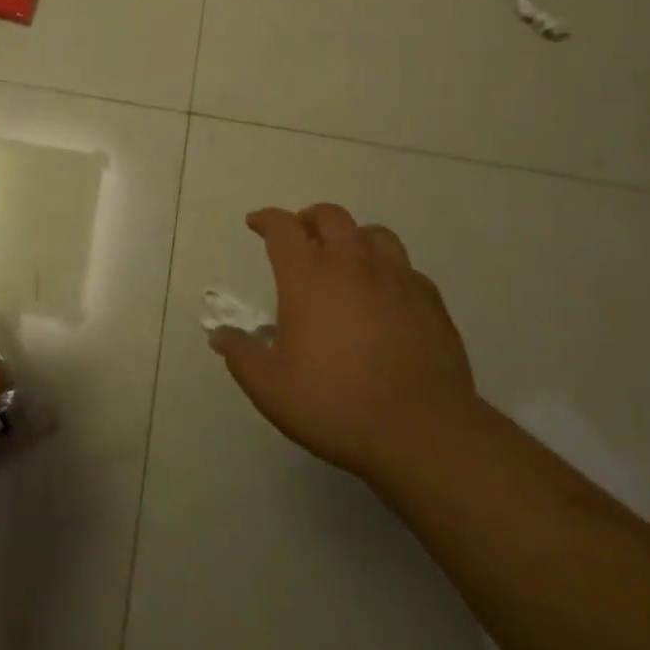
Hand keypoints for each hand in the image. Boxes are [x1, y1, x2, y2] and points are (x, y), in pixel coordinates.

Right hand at [211, 204, 478, 482]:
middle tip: (301, 237)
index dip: (266, 219)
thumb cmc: (336, 404)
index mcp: (308, 275)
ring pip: (374, 234)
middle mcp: (351, 264)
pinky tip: (387, 296)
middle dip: (310, 219)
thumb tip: (220, 335)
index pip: (282, 227)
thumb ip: (241, 355)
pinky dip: (390, 272)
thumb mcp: (271, 387)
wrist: (422, 432)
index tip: (256, 223)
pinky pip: (407, 269)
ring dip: (354, 238)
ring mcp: (396, 278)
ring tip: (347, 259)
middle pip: (330, 217)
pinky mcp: (430, 301)